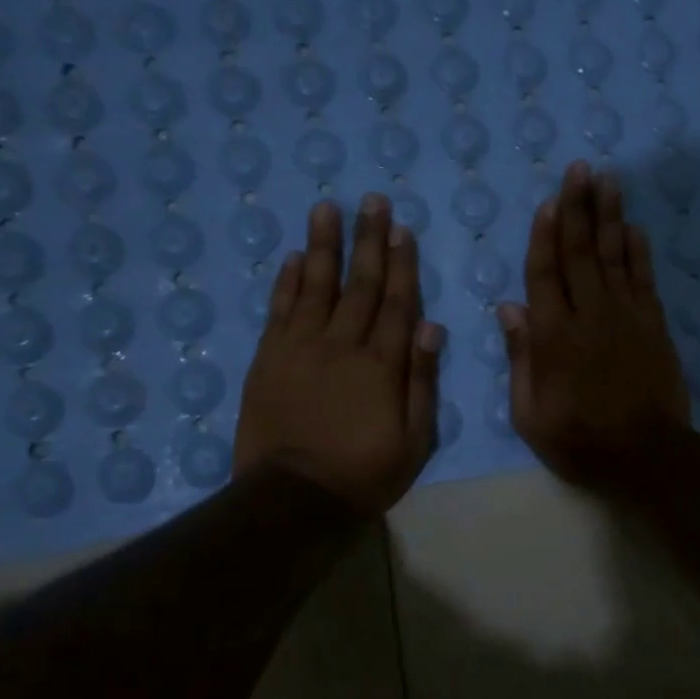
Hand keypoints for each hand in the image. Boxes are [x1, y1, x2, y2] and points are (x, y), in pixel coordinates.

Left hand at [235, 194, 444, 515]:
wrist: (293, 497)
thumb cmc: (364, 472)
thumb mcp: (415, 439)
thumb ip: (422, 381)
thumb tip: (432, 327)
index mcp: (381, 364)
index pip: (397, 302)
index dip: (401, 264)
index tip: (402, 229)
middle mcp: (341, 345)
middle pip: (359, 284)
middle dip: (367, 240)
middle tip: (371, 200)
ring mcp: (300, 348)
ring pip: (314, 286)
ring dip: (322, 245)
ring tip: (326, 208)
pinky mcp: (268, 359)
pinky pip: (278, 311)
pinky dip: (284, 282)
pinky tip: (290, 257)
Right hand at [500, 161, 691, 488]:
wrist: (646, 456)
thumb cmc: (580, 441)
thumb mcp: (530, 414)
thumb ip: (520, 358)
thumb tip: (509, 308)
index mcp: (554, 337)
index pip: (546, 274)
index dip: (545, 235)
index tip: (548, 201)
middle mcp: (590, 316)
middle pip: (581, 252)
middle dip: (578, 207)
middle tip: (580, 169)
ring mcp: (627, 317)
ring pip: (615, 256)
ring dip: (610, 216)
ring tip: (608, 180)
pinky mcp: (654, 325)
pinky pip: (644, 279)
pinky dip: (639, 251)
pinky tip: (634, 227)